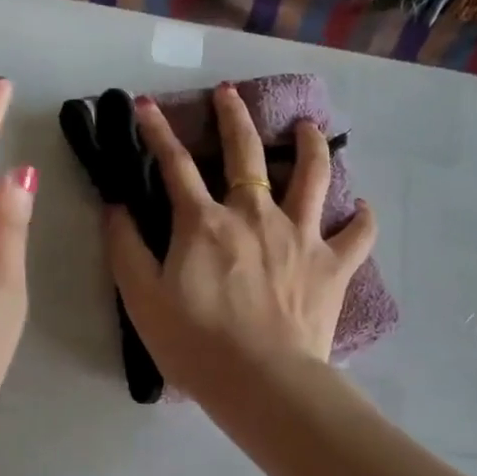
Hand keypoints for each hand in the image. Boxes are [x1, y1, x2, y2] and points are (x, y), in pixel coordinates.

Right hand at [106, 84, 375, 407]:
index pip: (174, 165)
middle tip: (230, 93)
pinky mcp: (333, 265)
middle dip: (234, 116)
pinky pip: (358, 234)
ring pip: (312, 176)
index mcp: (205, 223)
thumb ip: (125, 248)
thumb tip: (114, 206)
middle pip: (245, 152)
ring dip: (310, 146)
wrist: (262, 382)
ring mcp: (301, 236)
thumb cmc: (196, 346)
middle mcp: (255, 215)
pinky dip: (362, 218)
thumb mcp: (142, 300)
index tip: (145, 104)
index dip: (156, 131)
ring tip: (308, 128)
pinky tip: (360, 207)